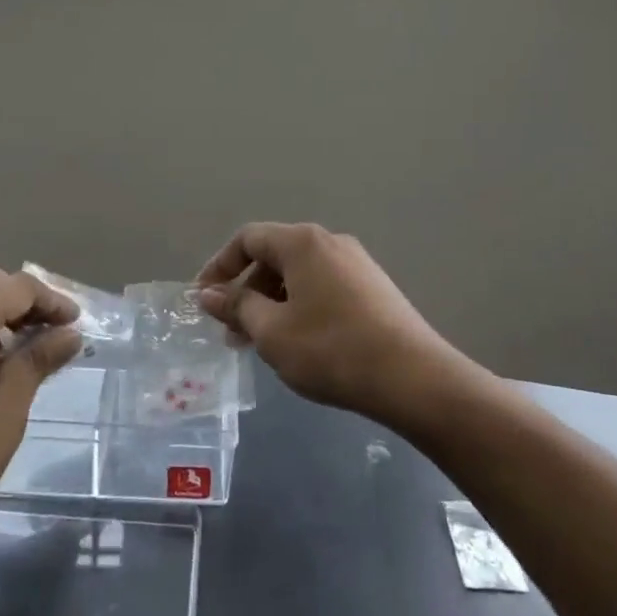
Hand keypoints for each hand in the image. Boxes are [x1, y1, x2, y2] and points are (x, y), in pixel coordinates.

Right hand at [195, 223, 468, 426]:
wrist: (412, 376)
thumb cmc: (331, 349)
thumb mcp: (272, 332)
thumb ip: (237, 307)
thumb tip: (209, 294)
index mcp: (302, 242)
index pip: (248, 238)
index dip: (219, 266)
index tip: (204, 301)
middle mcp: (330, 242)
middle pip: (274, 256)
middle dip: (247, 291)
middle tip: (232, 333)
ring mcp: (357, 264)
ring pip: (299, 275)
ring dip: (272, 303)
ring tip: (262, 343)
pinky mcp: (374, 288)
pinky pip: (323, 287)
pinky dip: (300, 307)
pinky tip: (300, 343)